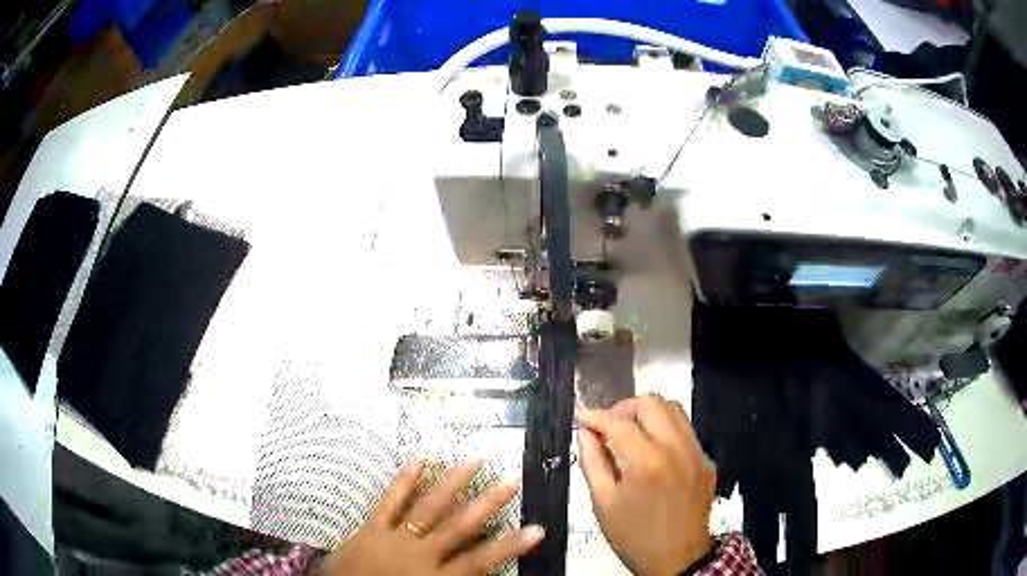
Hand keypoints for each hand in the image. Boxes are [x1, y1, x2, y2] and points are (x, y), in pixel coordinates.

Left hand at [318, 459, 543, 575]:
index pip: (481, 561)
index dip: (510, 546)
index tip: (536, 529)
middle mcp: (420, 553)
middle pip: (460, 526)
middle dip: (488, 503)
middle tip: (512, 480)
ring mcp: (394, 537)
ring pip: (429, 507)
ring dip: (453, 483)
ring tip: (474, 460)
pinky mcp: (372, 527)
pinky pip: (390, 501)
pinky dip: (405, 479)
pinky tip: (419, 458)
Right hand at [578, 394, 715, 575]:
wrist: (677, 558)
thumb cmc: (635, 536)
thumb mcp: (603, 503)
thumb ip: (593, 462)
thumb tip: (586, 434)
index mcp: (646, 462)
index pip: (618, 422)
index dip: (595, 416)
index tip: (584, 417)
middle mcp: (676, 450)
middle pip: (652, 403)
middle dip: (624, 408)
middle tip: (609, 425)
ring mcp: (696, 453)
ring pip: (674, 410)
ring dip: (649, 415)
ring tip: (632, 434)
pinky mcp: (706, 461)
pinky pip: (686, 432)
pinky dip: (667, 432)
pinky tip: (654, 452)